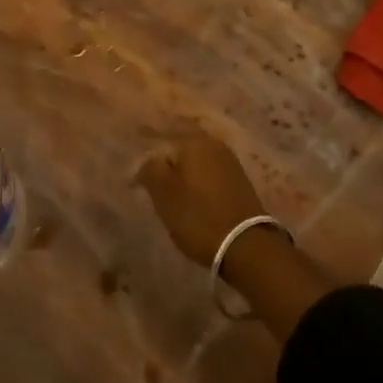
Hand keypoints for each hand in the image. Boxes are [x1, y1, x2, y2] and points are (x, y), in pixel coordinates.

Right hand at [135, 127, 331, 341]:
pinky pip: (209, 174)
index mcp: (194, 141)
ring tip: (168, 192)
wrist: (246, 246)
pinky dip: (197, 182)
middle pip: (181, 148)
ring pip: (196, 161)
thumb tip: (147, 160)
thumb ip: (151, 170)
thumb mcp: (164, 194)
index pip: (162, 136)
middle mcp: (214, 144)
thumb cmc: (198, 217)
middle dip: (166, 162)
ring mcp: (230, 162)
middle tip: (150, 181)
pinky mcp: (239, 181)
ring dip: (182, 173)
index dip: (147, 153)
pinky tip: (190, 198)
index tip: (136, 173)